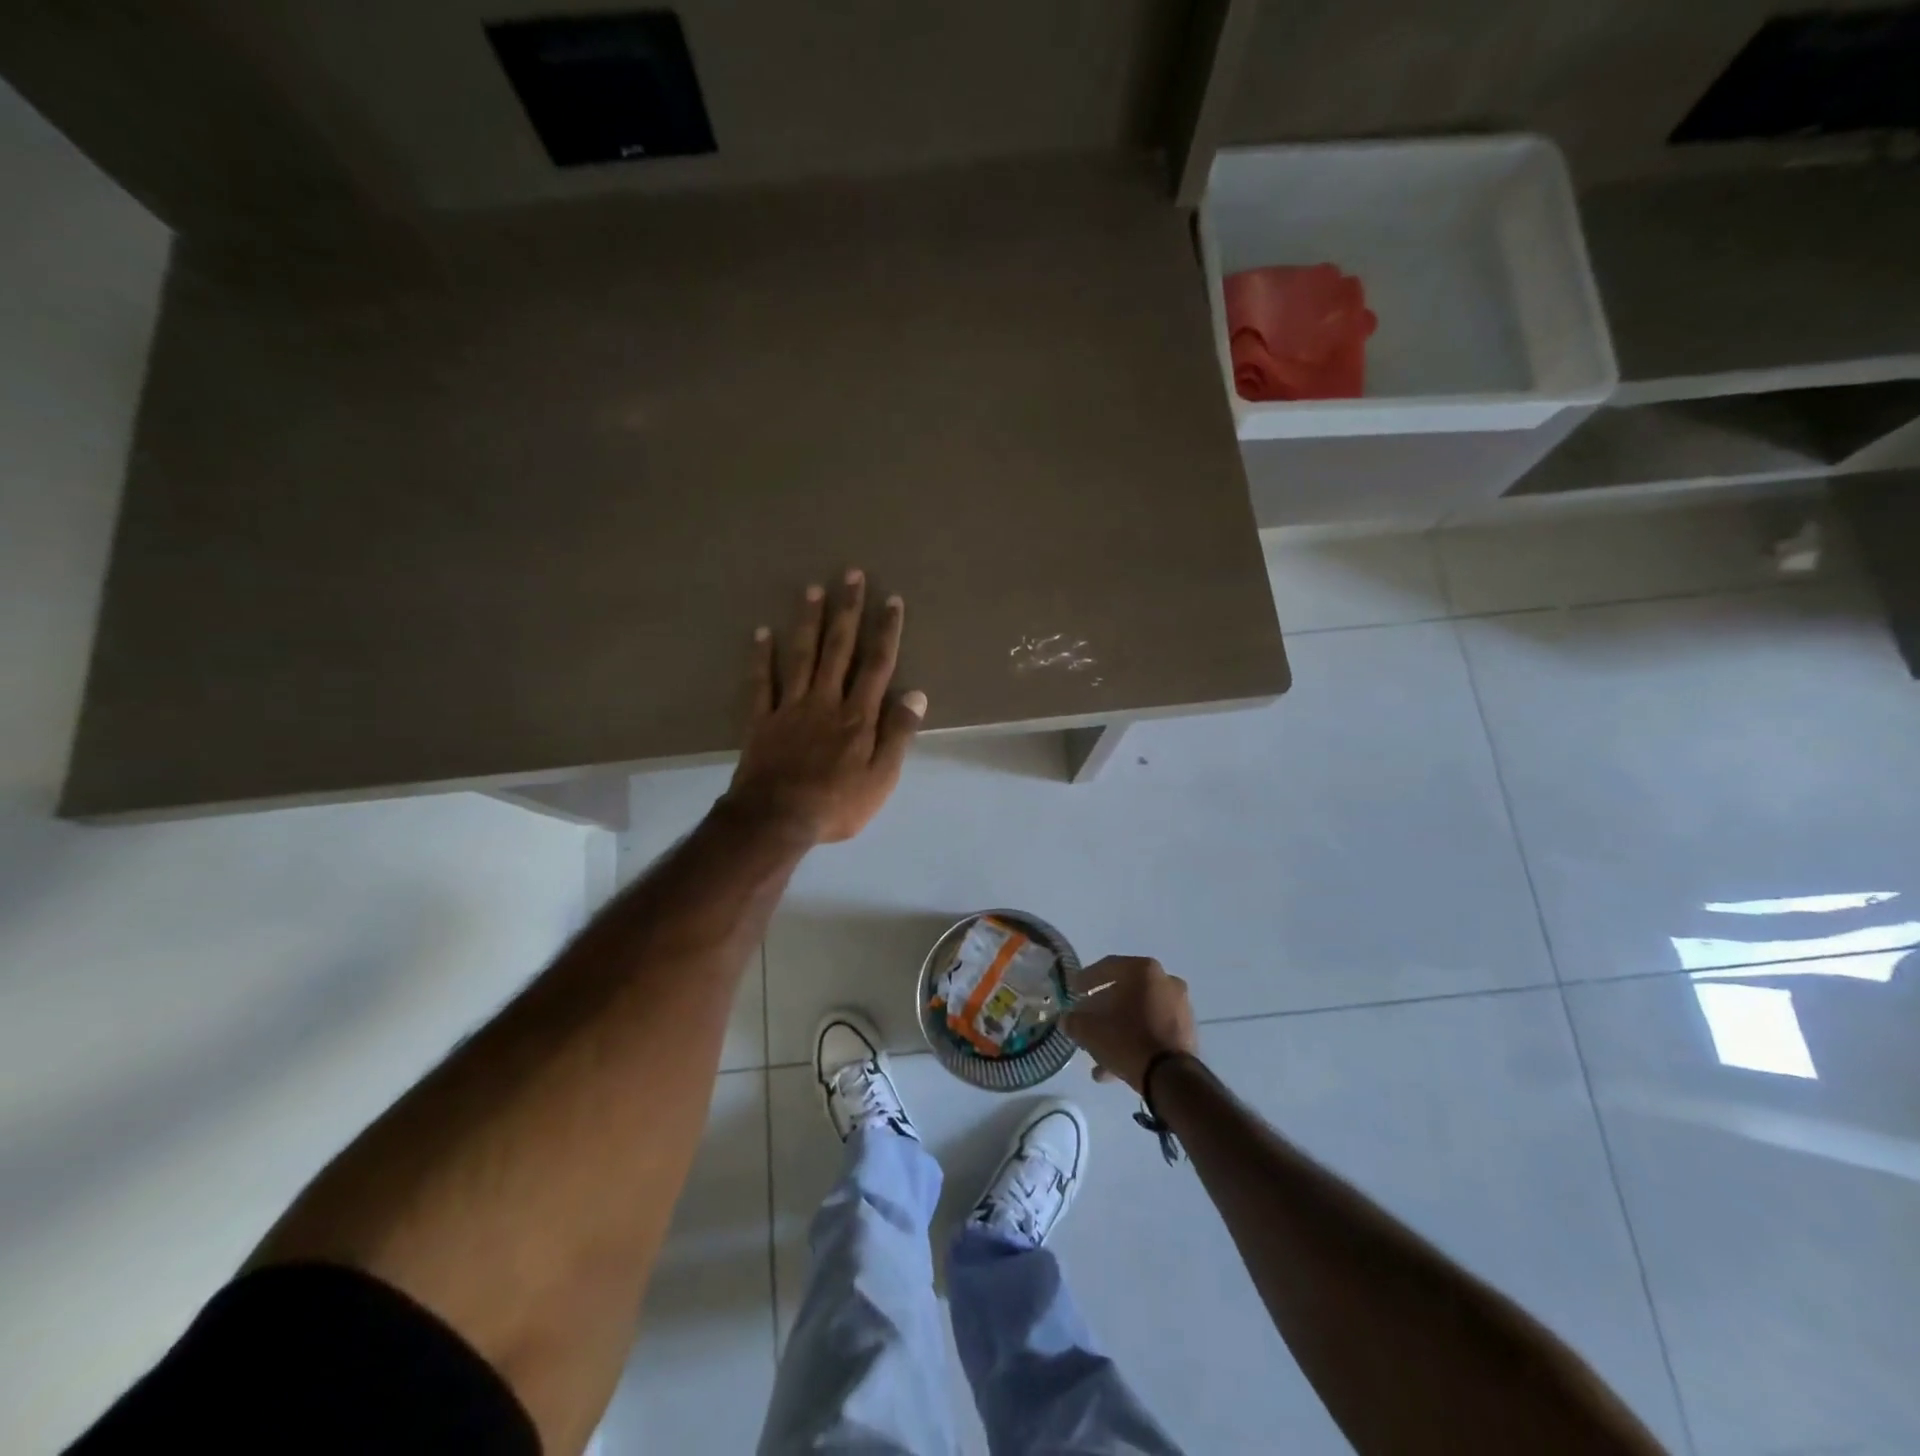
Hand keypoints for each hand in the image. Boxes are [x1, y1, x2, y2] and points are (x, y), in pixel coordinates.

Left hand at [725, 570, 925, 843]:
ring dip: (809, 621)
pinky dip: (761, 656)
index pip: (877, 665)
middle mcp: (826, 701)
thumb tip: (916, 694)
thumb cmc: (837, 804)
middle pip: (839, 649)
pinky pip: (761, 682)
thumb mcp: (882, 778)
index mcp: (858, 716)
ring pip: (801, 656)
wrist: (777, 820)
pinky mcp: (762, 720)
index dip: (886, 631)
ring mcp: (790, 707)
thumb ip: (899, 734)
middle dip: (848, 611)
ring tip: (813, 589)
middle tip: (851, 575)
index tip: (891, 600)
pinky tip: (762, 632)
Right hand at [1063, 956, 1198, 1093]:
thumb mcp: (1090, 1030)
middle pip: (1125, 991)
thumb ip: (1074, 1021)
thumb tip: (1066, 1020)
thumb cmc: (1127, 1040)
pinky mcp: (1186, 1032)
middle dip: (1103, 1007)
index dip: (1086, 979)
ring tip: (1097, 1051)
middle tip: (1086, 1019)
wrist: (1171, 1077)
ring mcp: (1180, 1007)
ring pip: (1139, 1014)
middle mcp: (1166, 981)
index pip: (1107, 967)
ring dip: (1117, 1028)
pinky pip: (1153, 1030)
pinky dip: (1134, 1040)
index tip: (1073, 989)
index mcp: (1144, 970)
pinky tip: (1113, 1066)